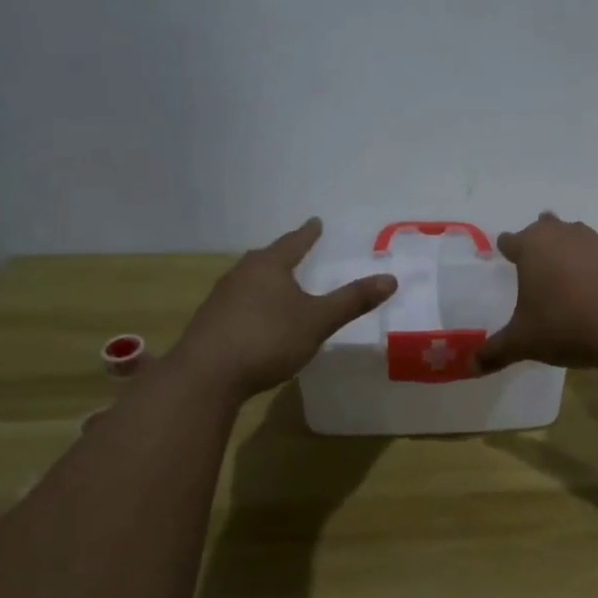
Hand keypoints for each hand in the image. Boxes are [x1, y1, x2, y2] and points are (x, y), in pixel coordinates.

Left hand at [168, 219, 395, 400]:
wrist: (206, 376)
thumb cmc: (267, 339)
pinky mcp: (210, 323)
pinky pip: (237, 302)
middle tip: (296, 251)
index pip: (293, 242)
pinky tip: (257, 318)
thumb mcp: (318, 321)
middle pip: (266, 258)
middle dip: (282, 255)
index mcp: (269, 266)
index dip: (308, 234)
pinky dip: (252, 303)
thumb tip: (390, 278)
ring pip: (248, 280)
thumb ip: (352, 301)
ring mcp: (221, 298)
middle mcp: (242, 274)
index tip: (316, 222)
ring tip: (278, 284)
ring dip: (265, 280)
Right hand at [474, 213, 597, 372]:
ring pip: (576, 235)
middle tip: (536, 256)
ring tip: (567, 270)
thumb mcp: (524, 342)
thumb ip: (496, 352)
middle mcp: (562, 235)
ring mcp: (596, 241)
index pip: (510, 240)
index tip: (504, 253)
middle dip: (539, 238)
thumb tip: (471, 367)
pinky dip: (597, 265)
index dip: (506, 247)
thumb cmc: (565, 325)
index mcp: (531, 247)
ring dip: (570, 248)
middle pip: (545, 226)